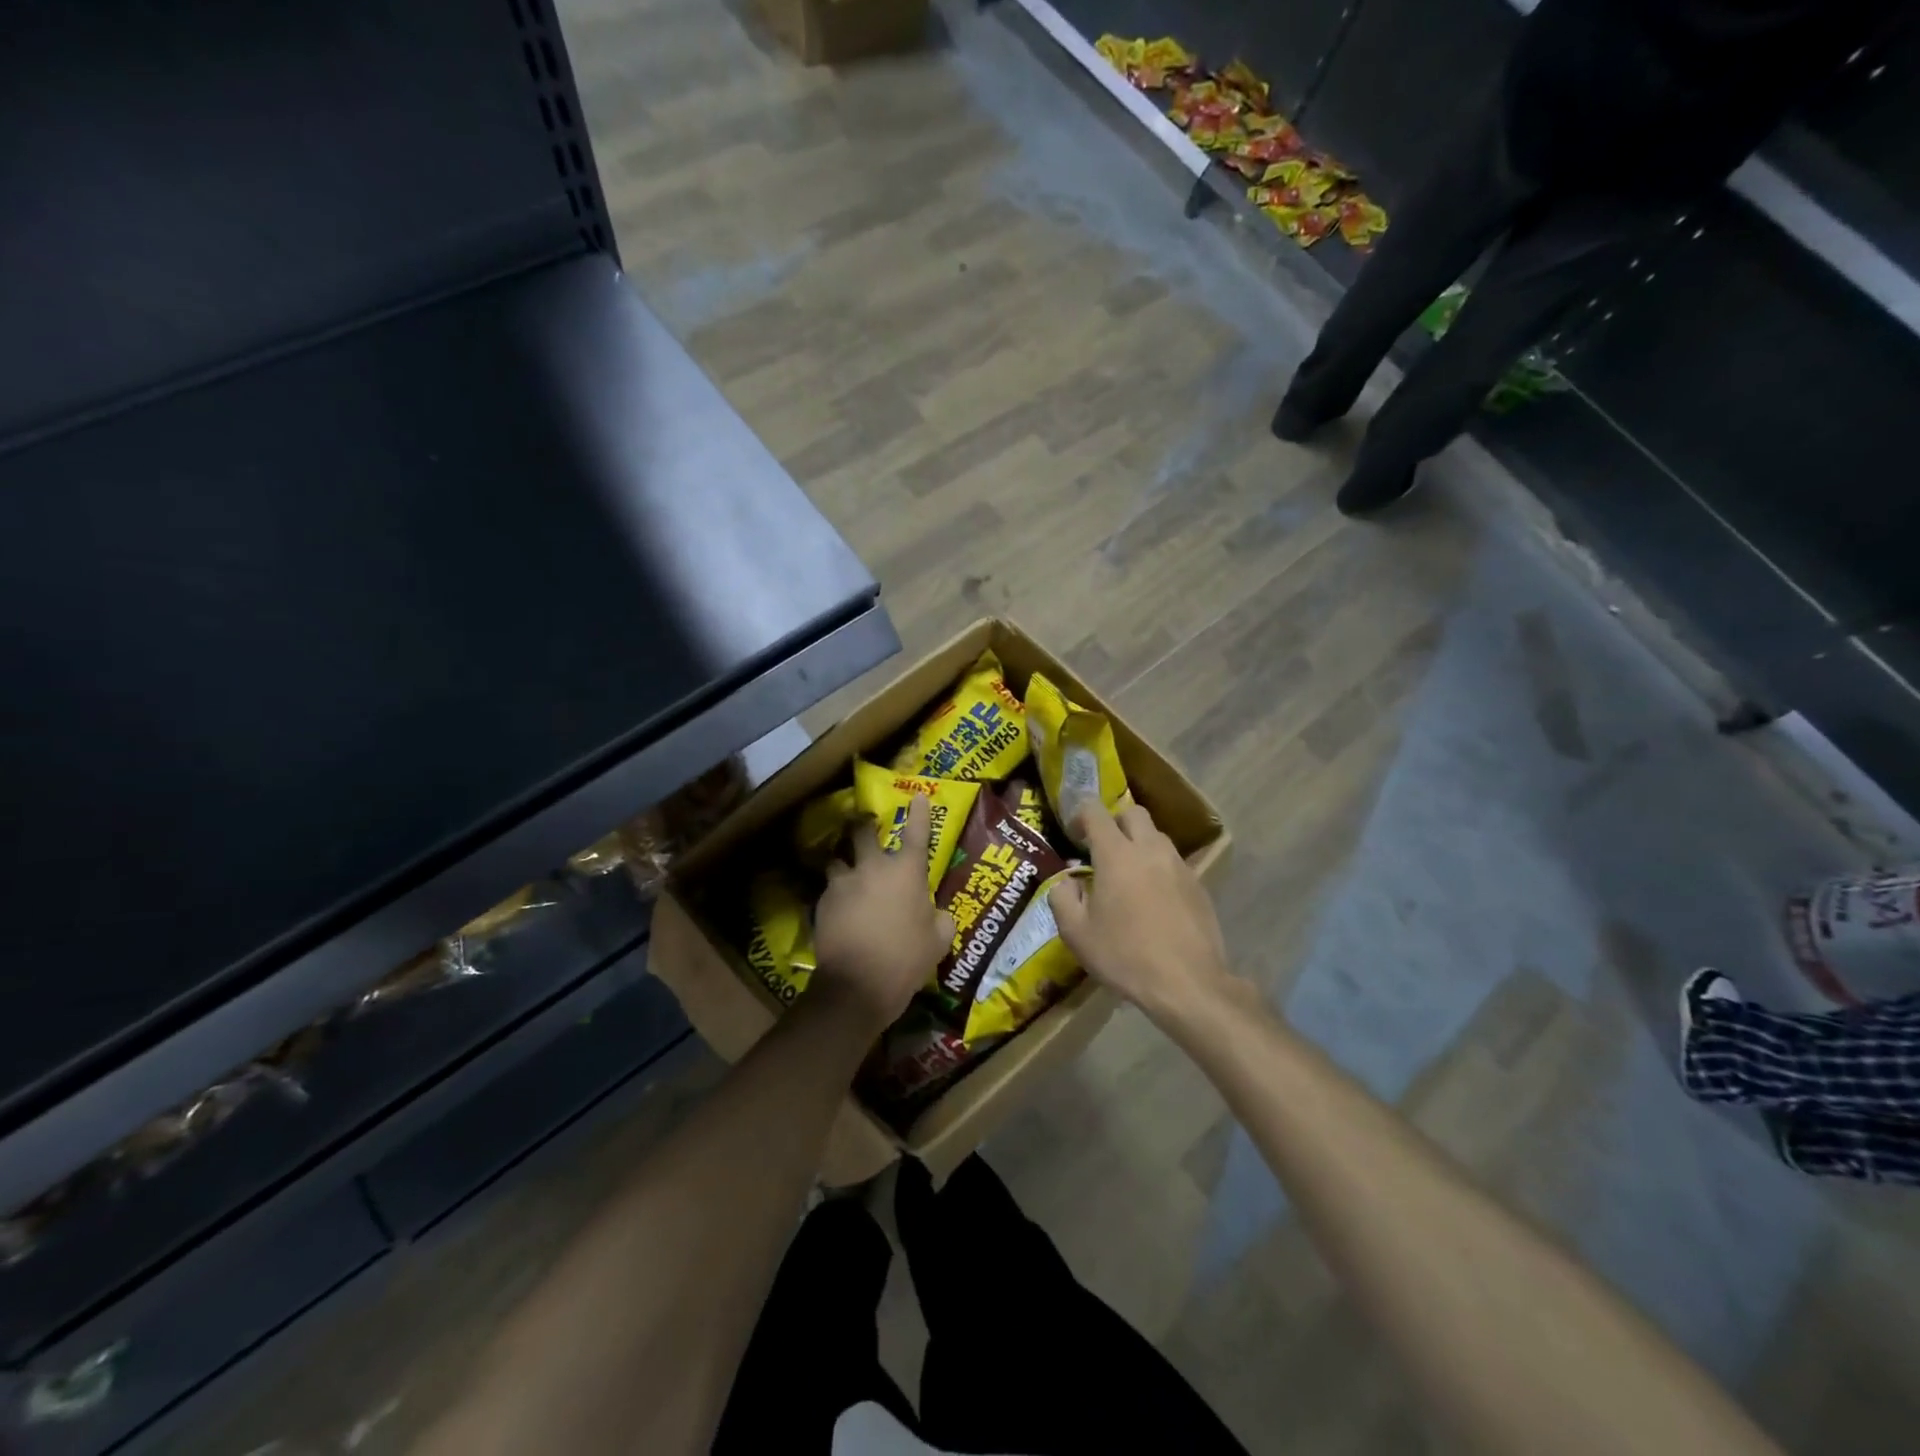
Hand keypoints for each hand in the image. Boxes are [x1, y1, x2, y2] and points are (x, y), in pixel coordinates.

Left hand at [810, 794, 955, 1033]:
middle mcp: (872, 868)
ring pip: (838, 860)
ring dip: (843, 864)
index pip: (917, 834)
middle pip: (862, 832)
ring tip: (845, 875)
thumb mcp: (938, 940)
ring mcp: (843, 883)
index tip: (919, 797)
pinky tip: (838, 912)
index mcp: (906, 872)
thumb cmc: (907, 958)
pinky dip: (835, 897)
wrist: (857, 986)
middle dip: (863, 825)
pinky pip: (828, 891)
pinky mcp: (822, 903)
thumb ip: (939, 919)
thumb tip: (935, 913)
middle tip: (864, 825)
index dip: (920, 813)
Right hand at [1049, 802, 1233, 1022]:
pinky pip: (1173, 862)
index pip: (1096, 812)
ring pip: (1157, 836)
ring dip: (1139, 844)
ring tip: (1128, 877)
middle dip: (1115, 823)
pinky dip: (1158, 869)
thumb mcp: (1076, 934)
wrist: (1187, 983)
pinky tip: (1153, 900)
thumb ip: (1062, 898)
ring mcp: (1179, 866)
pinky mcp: (1198, 885)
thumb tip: (1066, 881)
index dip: (1081, 815)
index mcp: (1117, 855)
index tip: (1074, 836)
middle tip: (1103, 850)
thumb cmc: (1124, 956)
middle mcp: (1150, 850)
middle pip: (1133, 814)